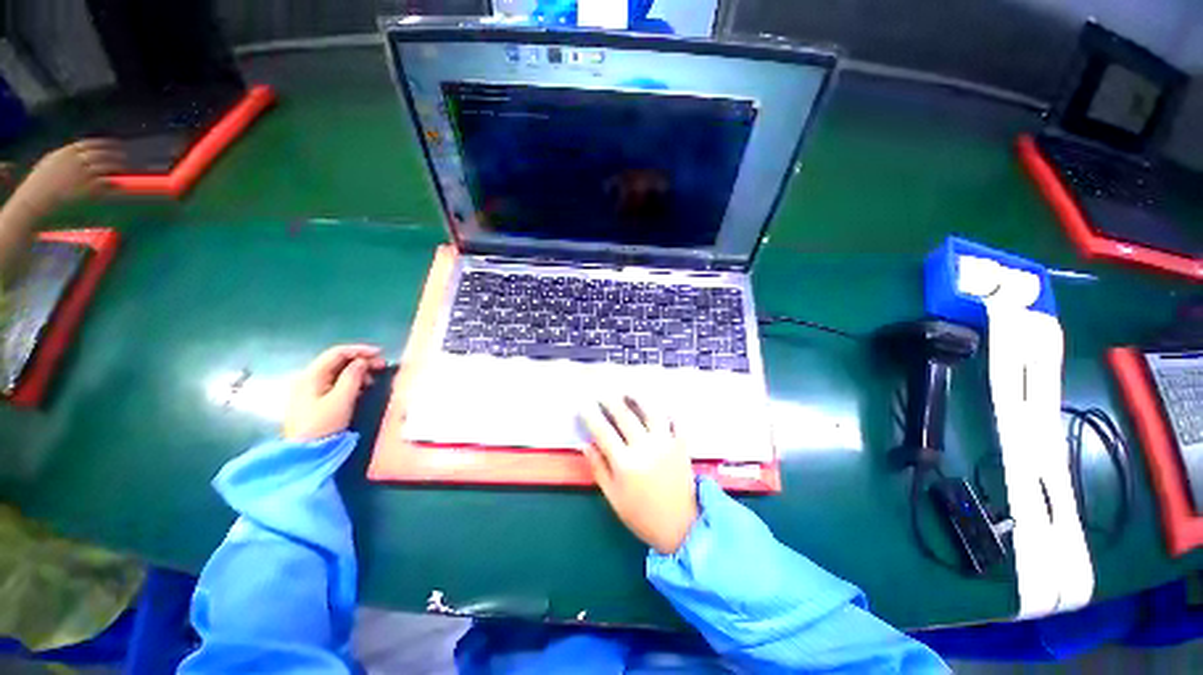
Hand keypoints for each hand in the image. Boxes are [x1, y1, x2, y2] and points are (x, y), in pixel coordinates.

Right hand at [11, 139, 125, 215]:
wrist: (35, 198)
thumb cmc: (40, 182)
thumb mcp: (51, 161)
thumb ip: (66, 156)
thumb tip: (79, 152)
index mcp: (68, 152)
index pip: (92, 143)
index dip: (106, 143)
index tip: (116, 144)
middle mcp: (77, 160)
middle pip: (102, 153)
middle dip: (115, 153)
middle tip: (124, 156)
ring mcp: (82, 173)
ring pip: (106, 165)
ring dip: (117, 165)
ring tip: (124, 167)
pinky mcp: (87, 187)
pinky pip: (105, 181)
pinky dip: (114, 181)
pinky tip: (119, 182)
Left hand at [283, 344, 385, 441]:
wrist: (304, 454)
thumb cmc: (323, 425)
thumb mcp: (341, 400)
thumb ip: (353, 377)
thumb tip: (363, 361)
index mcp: (311, 376)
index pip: (337, 353)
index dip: (360, 350)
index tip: (381, 353)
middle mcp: (308, 378)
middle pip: (337, 361)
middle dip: (361, 361)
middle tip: (382, 366)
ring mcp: (310, 390)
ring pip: (337, 372)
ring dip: (358, 372)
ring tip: (374, 380)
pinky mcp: (314, 400)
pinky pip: (335, 383)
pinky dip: (351, 382)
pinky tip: (362, 389)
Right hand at [581, 396, 698, 554]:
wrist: (681, 527)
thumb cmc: (642, 514)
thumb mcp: (613, 497)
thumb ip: (598, 468)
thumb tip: (585, 444)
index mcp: (625, 463)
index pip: (603, 431)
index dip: (591, 416)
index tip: (583, 406)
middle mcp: (645, 447)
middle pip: (625, 415)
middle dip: (610, 401)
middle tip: (602, 393)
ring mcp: (665, 443)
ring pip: (651, 411)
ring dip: (638, 398)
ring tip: (629, 392)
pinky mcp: (681, 445)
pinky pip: (675, 421)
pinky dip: (666, 411)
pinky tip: (658, 407)